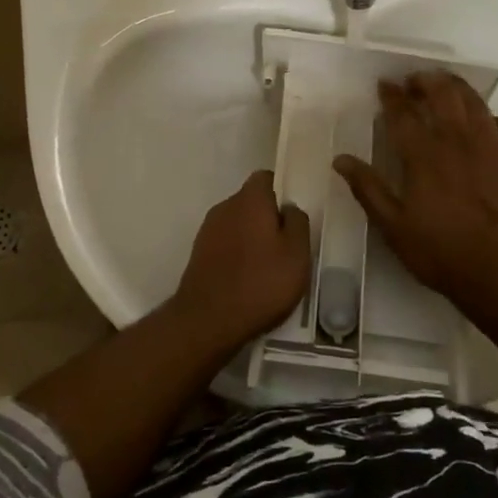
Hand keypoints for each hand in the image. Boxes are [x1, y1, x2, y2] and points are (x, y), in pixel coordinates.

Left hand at [170, 170, 311, 342]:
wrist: (208, 320)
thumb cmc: (260, 283)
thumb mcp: (297, 254)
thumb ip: (298, 222)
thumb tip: (289, 208)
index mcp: (249, 200)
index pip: (266, 178)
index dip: (282, 190)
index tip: (295, 214)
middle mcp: (225, 207)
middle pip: (251, 202)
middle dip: (269, 218)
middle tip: (288, 245)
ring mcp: (208, 230)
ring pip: (238, 224)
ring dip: (253, 237)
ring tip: (270, 267)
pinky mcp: (199, 253)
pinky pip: (226, 243)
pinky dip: (238, 254)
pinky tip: (250, 279)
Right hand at [334, 73, 497, 320]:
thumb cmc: (444, 254)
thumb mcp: (394, 228)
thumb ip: (368, 190)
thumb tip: (341, 160)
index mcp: (424, 156)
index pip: (403, 114)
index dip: (392, 95)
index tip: (385, 84)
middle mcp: (458, 142)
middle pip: (442, 95)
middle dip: (426, 81)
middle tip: (415, 80)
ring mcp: (494, 148)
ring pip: (475, 104)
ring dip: (458, 88)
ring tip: (447, 86)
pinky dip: (491, 117)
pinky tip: (487, 122)